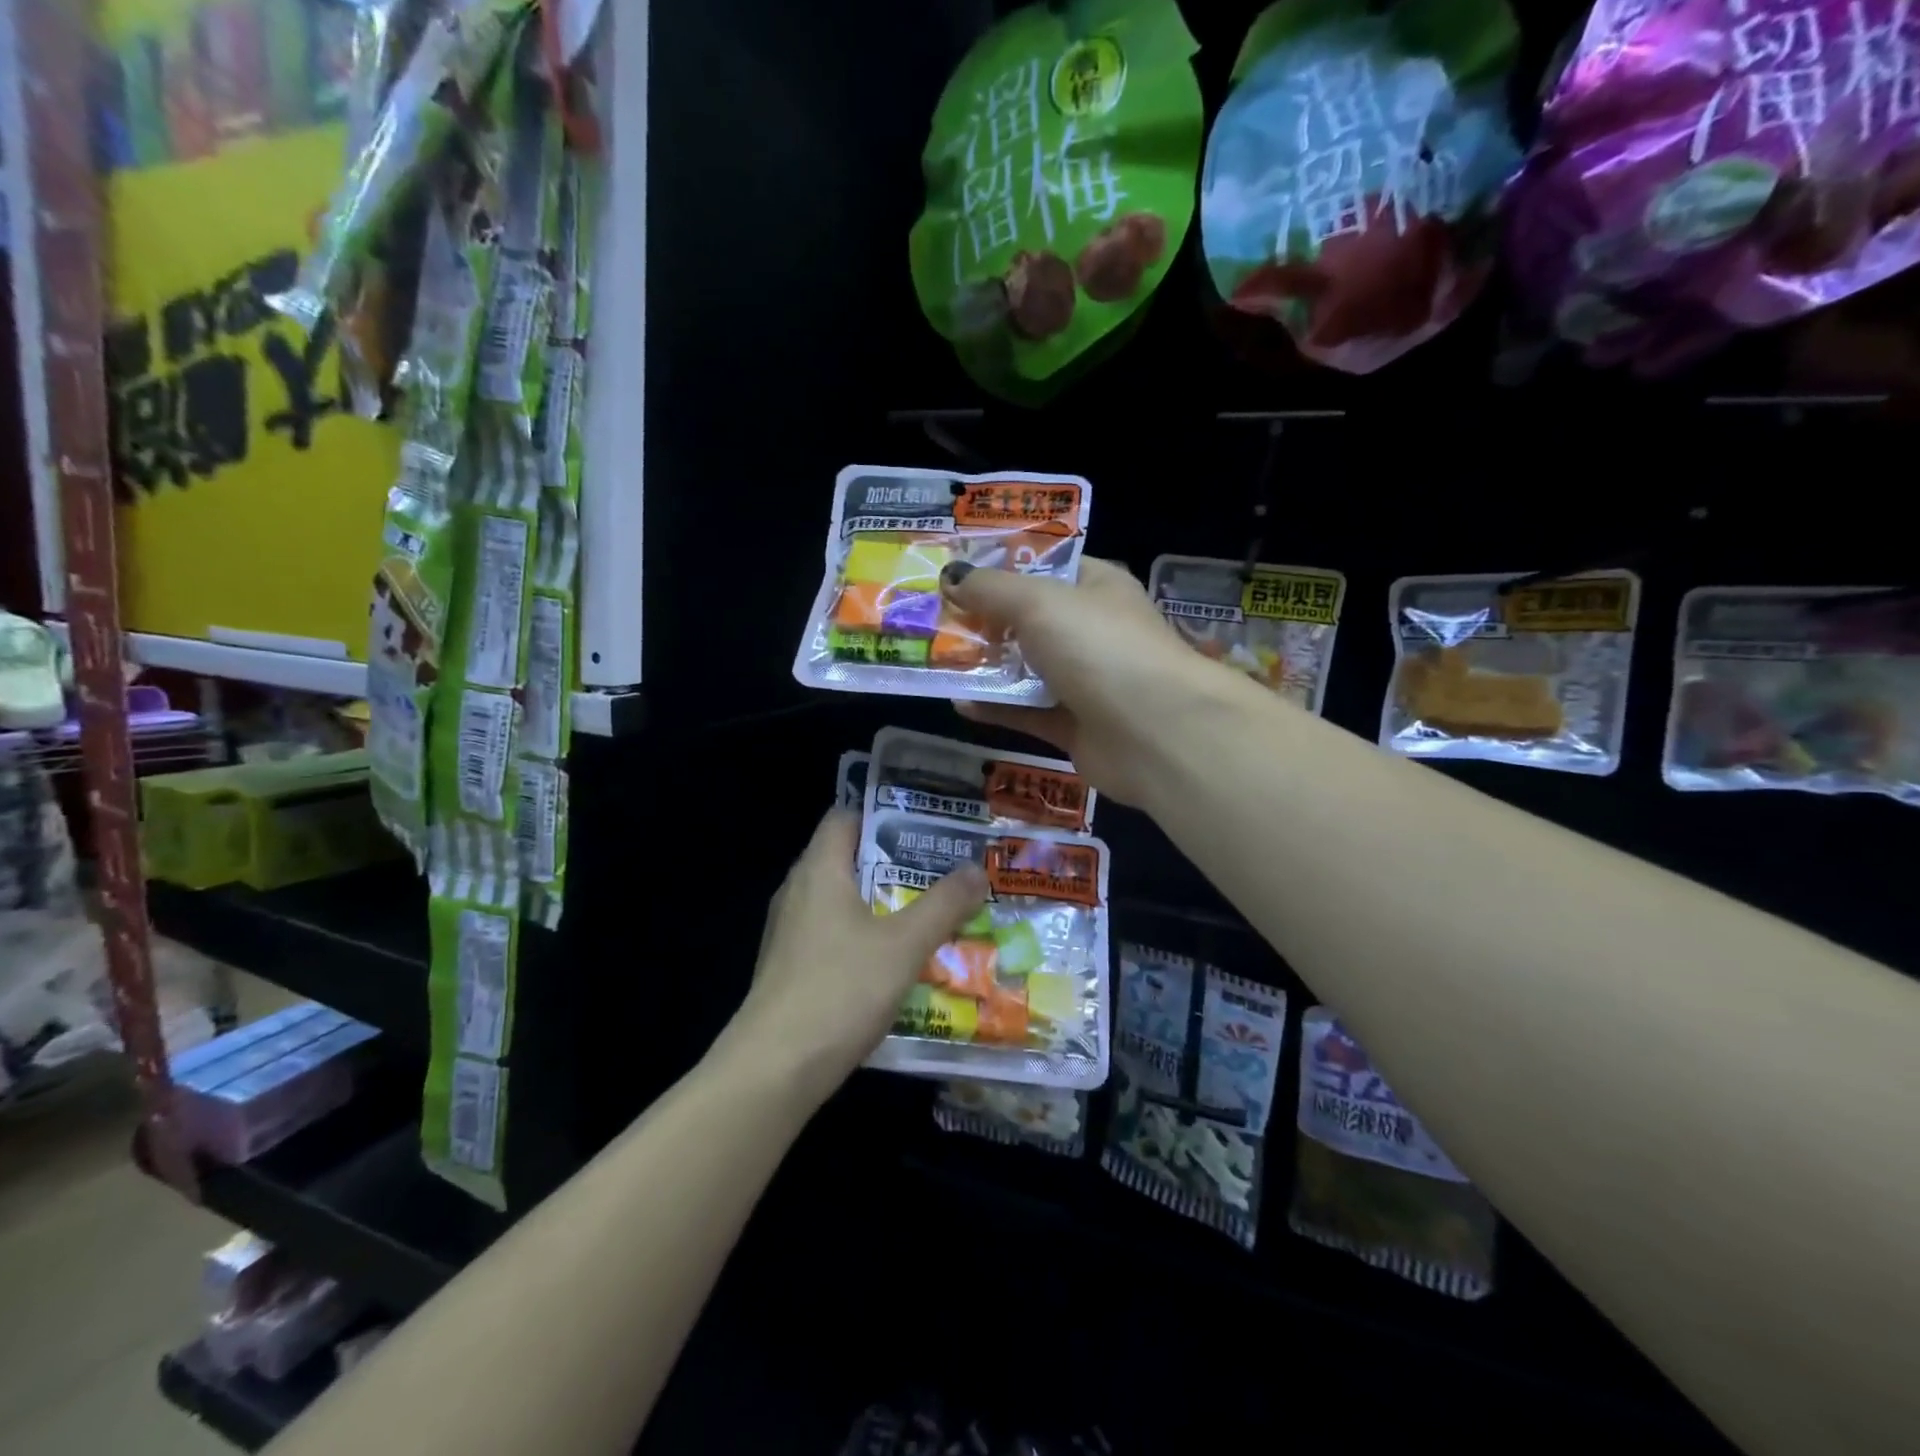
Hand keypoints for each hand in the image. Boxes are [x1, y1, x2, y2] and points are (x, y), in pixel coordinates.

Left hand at [726, 812, 987, 1101]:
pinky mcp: (790, 968)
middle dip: (895, 861)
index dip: (885, 814)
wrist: (774, 1071)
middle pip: (847, 858)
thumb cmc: (841, 990)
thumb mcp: (904, 945)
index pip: (846, 817)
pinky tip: (896, 959)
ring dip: (882, 902)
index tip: (927, 824)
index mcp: (819, 871)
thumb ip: (943, 905)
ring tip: (929, 909)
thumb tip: (976, 869)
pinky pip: (833, 935)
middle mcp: (798, 892)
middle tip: (942, 867)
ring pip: (842, 901)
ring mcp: (789, 933)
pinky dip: (865, 936)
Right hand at [940, 557, 1245, 804]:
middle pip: (1030, 621)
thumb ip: (991, 589)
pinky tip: (959, 704)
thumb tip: (951, 575)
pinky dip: (996, 709)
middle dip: (984, 620)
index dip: (1002, 568)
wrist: (1154, 732)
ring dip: (986, 666)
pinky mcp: (1076, 728)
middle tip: (933, 619)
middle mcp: (1093, 632)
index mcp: (1096, 588)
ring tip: (936, 661)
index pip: (1046, 569)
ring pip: (1026, 670)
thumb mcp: (1038, 602)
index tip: (955, 573)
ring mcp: (1087, 682)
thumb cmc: (1099, 647)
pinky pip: (1028, 713)